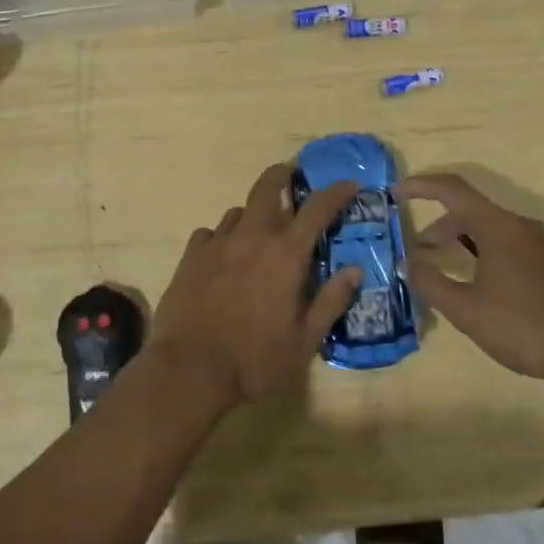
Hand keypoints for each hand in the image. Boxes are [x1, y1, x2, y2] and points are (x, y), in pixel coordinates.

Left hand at [149, 162, 361, 408]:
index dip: (337, 192)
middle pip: (268, 186)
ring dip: (253, 215)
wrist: (189, 369)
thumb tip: (354, 270)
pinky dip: (222, 238)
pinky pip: (210, 233)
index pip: (318, 208)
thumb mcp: (305, 340)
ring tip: (257, 232)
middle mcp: (252, 236)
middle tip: (291, 174)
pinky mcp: (191, 255)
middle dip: (282, 174)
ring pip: (239, 211)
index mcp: (286, 254)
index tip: (349, 185)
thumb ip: (331, 301)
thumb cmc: (255, 359)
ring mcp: (218, 242)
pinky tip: (223, 257)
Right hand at [402, 173, 543, 387]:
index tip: (397, 193)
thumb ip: (431, 283)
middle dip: (440, 225)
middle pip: (472, 211)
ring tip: (447, 267)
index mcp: (499, 227)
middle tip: (419, 250)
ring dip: (464, 240)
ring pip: (494, 229)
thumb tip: (405, 263)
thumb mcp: (467, 310)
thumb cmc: (525, 327)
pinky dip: (488, 252)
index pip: (453, 189)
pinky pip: (513, 244)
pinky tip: (485, 284)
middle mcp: (522, 225)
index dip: (422, 186)